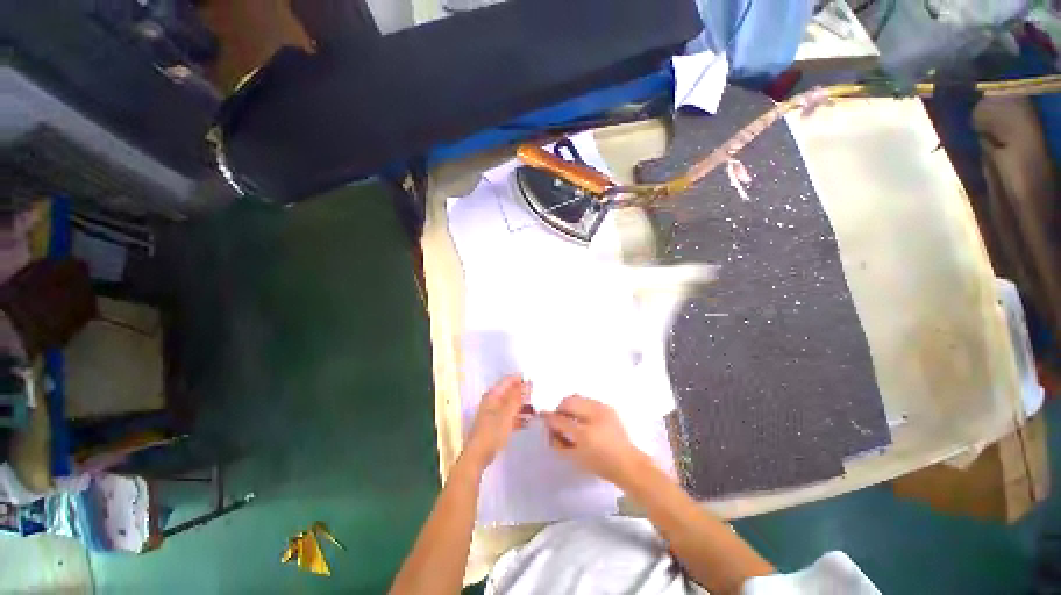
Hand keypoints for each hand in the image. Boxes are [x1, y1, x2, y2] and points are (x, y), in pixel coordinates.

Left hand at [463, 375, 532, 470]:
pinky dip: (519, 417)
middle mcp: (494, 401)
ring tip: (538, 409)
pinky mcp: (497, 424)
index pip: (509, 380)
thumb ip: (517, 398)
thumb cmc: (492, 431)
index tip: (536, 382)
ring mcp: (495, 413)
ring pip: (512, 404)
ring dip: (524, 406)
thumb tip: (528, 383)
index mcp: (494, 395)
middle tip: (540, 396)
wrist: (478, 455)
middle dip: (524, 393)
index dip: (521, 379)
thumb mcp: (507, 413)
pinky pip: (511, 416)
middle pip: (511, 392)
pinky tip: (530, 422)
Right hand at [542, 395, 647, 486]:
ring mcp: (602, 408)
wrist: (629, 464)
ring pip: (577, 397)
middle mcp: (593, 416)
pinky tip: (581, 417)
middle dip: (559, 409)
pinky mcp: (607, 407)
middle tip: (557, 419)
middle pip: (568, 401)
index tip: (543, 418)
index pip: (561, 420)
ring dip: (569, 405)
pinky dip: (580, 405)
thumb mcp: (576, 458)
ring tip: (569, 417)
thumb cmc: (601, 465)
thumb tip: (550, 430)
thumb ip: (560, 443)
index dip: (549, 419)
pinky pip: (587, 400)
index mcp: (585, 434)